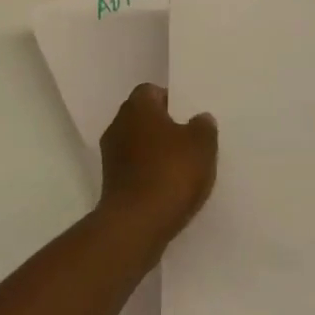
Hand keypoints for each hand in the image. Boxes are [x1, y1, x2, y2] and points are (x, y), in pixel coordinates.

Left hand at [97, 83, 217, 246]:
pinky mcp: (110, 183)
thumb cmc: (170, 173)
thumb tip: (200, 118)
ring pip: (138, 144)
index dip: (172, 101)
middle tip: (190, 141)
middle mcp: (118, 124)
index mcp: (137, 106)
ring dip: (156, 152)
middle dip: (164, 127)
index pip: (152, 91)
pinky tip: (168, 189)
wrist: (136, 224)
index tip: (189, 116)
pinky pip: (134, 169)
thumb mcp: (201, 145)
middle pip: (144, 117)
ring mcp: (110, 155)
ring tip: (183, 168)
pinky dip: (149, 174)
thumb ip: (203, 127)